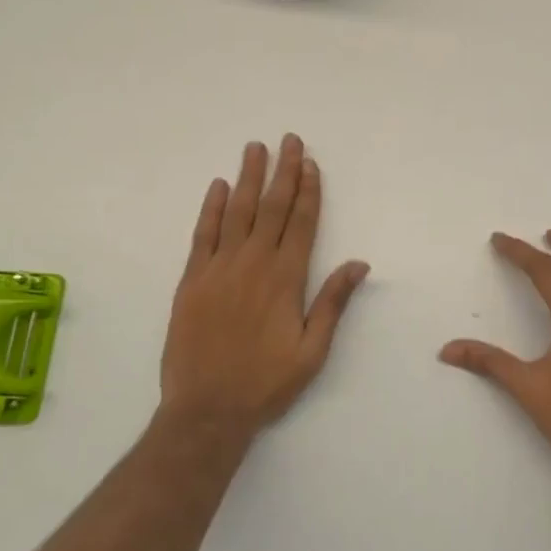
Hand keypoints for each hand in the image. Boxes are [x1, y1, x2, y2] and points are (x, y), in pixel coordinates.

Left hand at [159, 135, 369, 441]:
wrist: (207, 410)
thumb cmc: (267, 383)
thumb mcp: (313, 351)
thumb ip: (333, 303)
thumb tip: (359, 263)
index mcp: (286, 280)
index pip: (302, 223)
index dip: (308, 191)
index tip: (310, 163)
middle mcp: (254, 265)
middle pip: (271, 208)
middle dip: (282, 172)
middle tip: (288, 140)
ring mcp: (219, 269)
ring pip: (236, 213)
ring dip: (247, 178)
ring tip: (255, 148)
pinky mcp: (191, 281)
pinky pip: (202, 235)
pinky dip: (210, 208)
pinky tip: (217, 187)